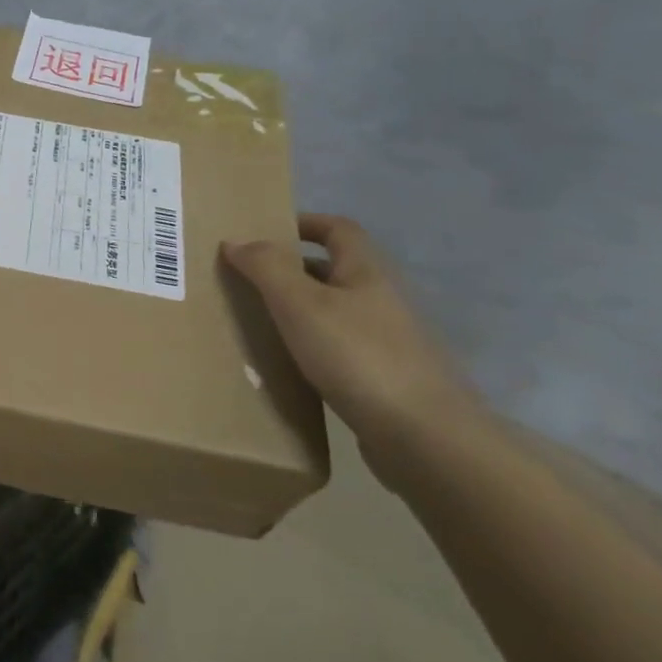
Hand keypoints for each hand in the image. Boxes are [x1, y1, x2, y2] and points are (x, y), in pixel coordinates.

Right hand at [222, 214, 484, 483]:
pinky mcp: (383, 380)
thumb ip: (266, 267)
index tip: (265, 231)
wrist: (425, 439)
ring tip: (257, 322)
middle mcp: (380, 300)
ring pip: (334, 313)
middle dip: (292, 269)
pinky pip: (338, 351)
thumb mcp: (300, 304)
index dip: (304, 222)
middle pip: (334, 270)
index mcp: (366, 273)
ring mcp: (386, 342)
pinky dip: (310, 349)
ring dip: (298, 311)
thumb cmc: (358, 357)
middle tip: (247, 279)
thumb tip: (236, 239)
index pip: (338, 229)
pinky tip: (287, 366)